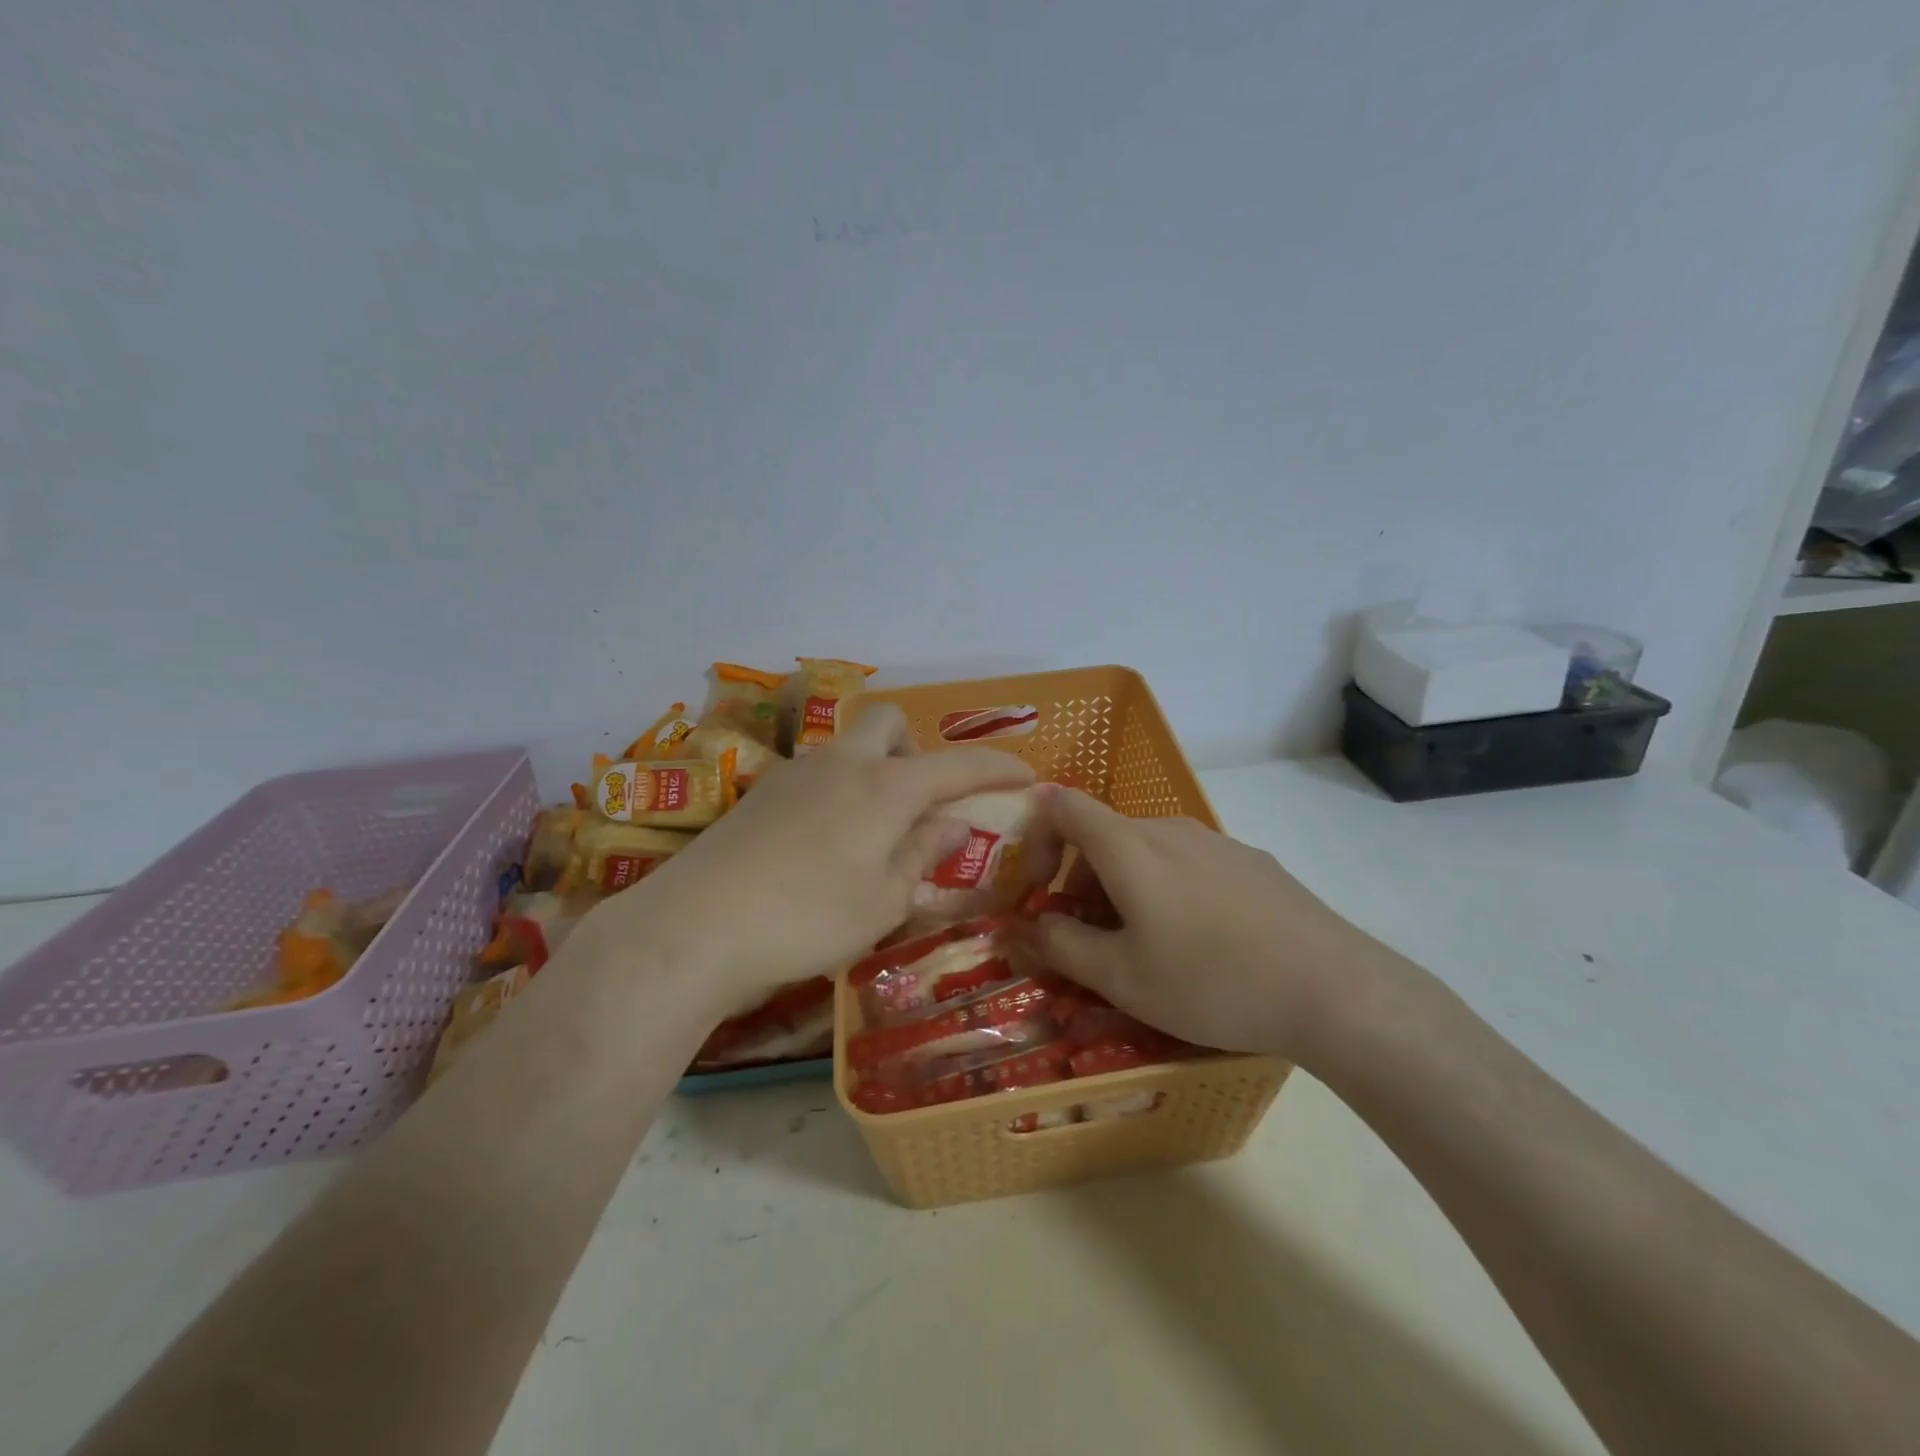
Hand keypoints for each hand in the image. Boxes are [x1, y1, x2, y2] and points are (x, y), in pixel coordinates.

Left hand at [578, 706, 1034, 1015]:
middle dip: (918, 748)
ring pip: (849, 747)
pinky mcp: (760, 794)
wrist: (694, 926)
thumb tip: (953, 823)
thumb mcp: (883, 900)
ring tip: (874, 832)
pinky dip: (841, 792)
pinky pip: (818, 774)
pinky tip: (826, 844)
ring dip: (876, 771)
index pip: (957, 765)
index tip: (1027, 775)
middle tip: (922, 800)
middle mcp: (842, 764)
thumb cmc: (807, 918)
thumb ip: (923, 853)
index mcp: (885, 787)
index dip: (998, 767)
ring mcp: (795, 774)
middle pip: (890, 722)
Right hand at [1032, 787, 1393, 1061]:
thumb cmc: (1210, 981)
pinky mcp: (1251, 862)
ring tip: (1146, 950)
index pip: (1062, 805)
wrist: (1333, 989)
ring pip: (1147, 852)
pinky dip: (1168, 890)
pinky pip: (1189, 864)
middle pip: (1104, 836)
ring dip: (1124, 889)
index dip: (1035, 835)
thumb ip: (1062, 945)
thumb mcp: (1121, 977)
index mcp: (1128, 846)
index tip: (1037, 888)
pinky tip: (1202, 945)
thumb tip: (1026, 926)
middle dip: (1080, 881)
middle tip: (1090, 940)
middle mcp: (1169, 829)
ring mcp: (1216, 842)